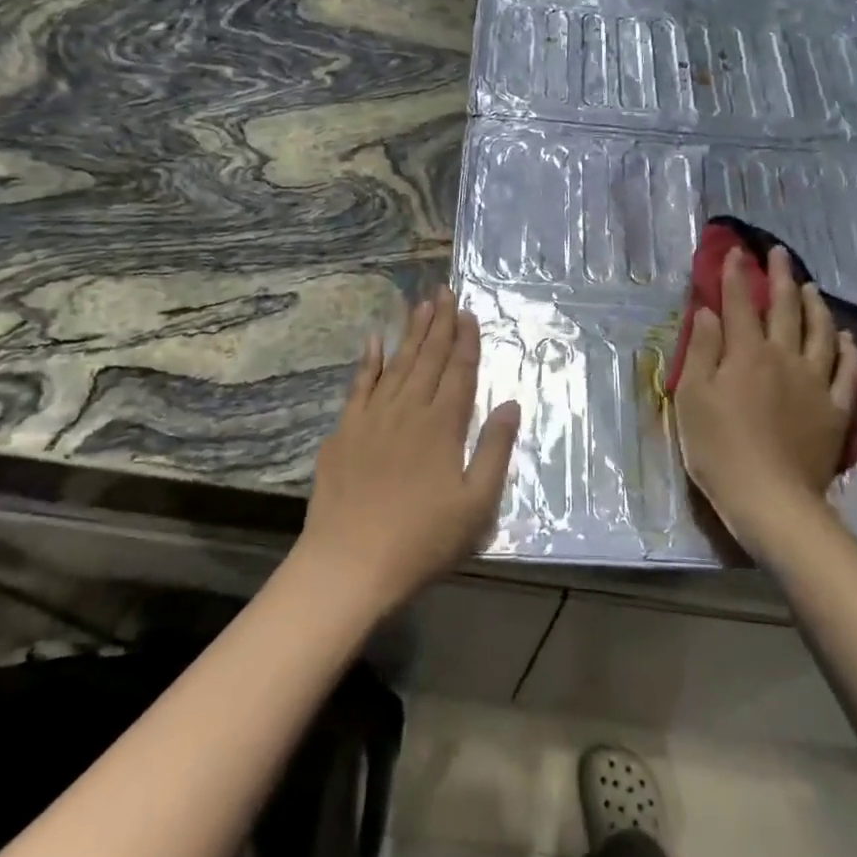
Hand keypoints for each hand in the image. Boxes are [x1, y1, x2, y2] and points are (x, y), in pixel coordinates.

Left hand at [296, 287, 521, 615]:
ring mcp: (372, 418)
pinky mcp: (344, 432)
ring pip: (397, 364)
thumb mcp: (477, 504)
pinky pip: (359, 385)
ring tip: (420, 305)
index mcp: (442, 426)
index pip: (459, 372)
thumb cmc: (422, 540)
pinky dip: (368, 361)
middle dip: (440, 324)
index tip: (469, 313)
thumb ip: (495, 450)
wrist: (349, 565)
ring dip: (411, 333)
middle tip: (444, 291)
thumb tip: (511, 403)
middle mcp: (408, 410)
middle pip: (428, 359)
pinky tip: (374, 341)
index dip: (467, 342)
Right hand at [673, 246, 856, 564]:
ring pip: (820, 332)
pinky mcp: (835, 409)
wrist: (770, 498)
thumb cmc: (719, 449)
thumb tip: (709, 312)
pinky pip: (845, 370)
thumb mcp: (693, 398)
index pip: (740, 304)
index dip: (736, 275)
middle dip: (780, 277)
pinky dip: (845, 349)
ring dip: (815, 305)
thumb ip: (702, 351)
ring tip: (811, 287)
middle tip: (780, 254)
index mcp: (746, 354)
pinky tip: (844, 338)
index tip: (736, 251)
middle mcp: (784, 357)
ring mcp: (815, 382)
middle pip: (785, 308)